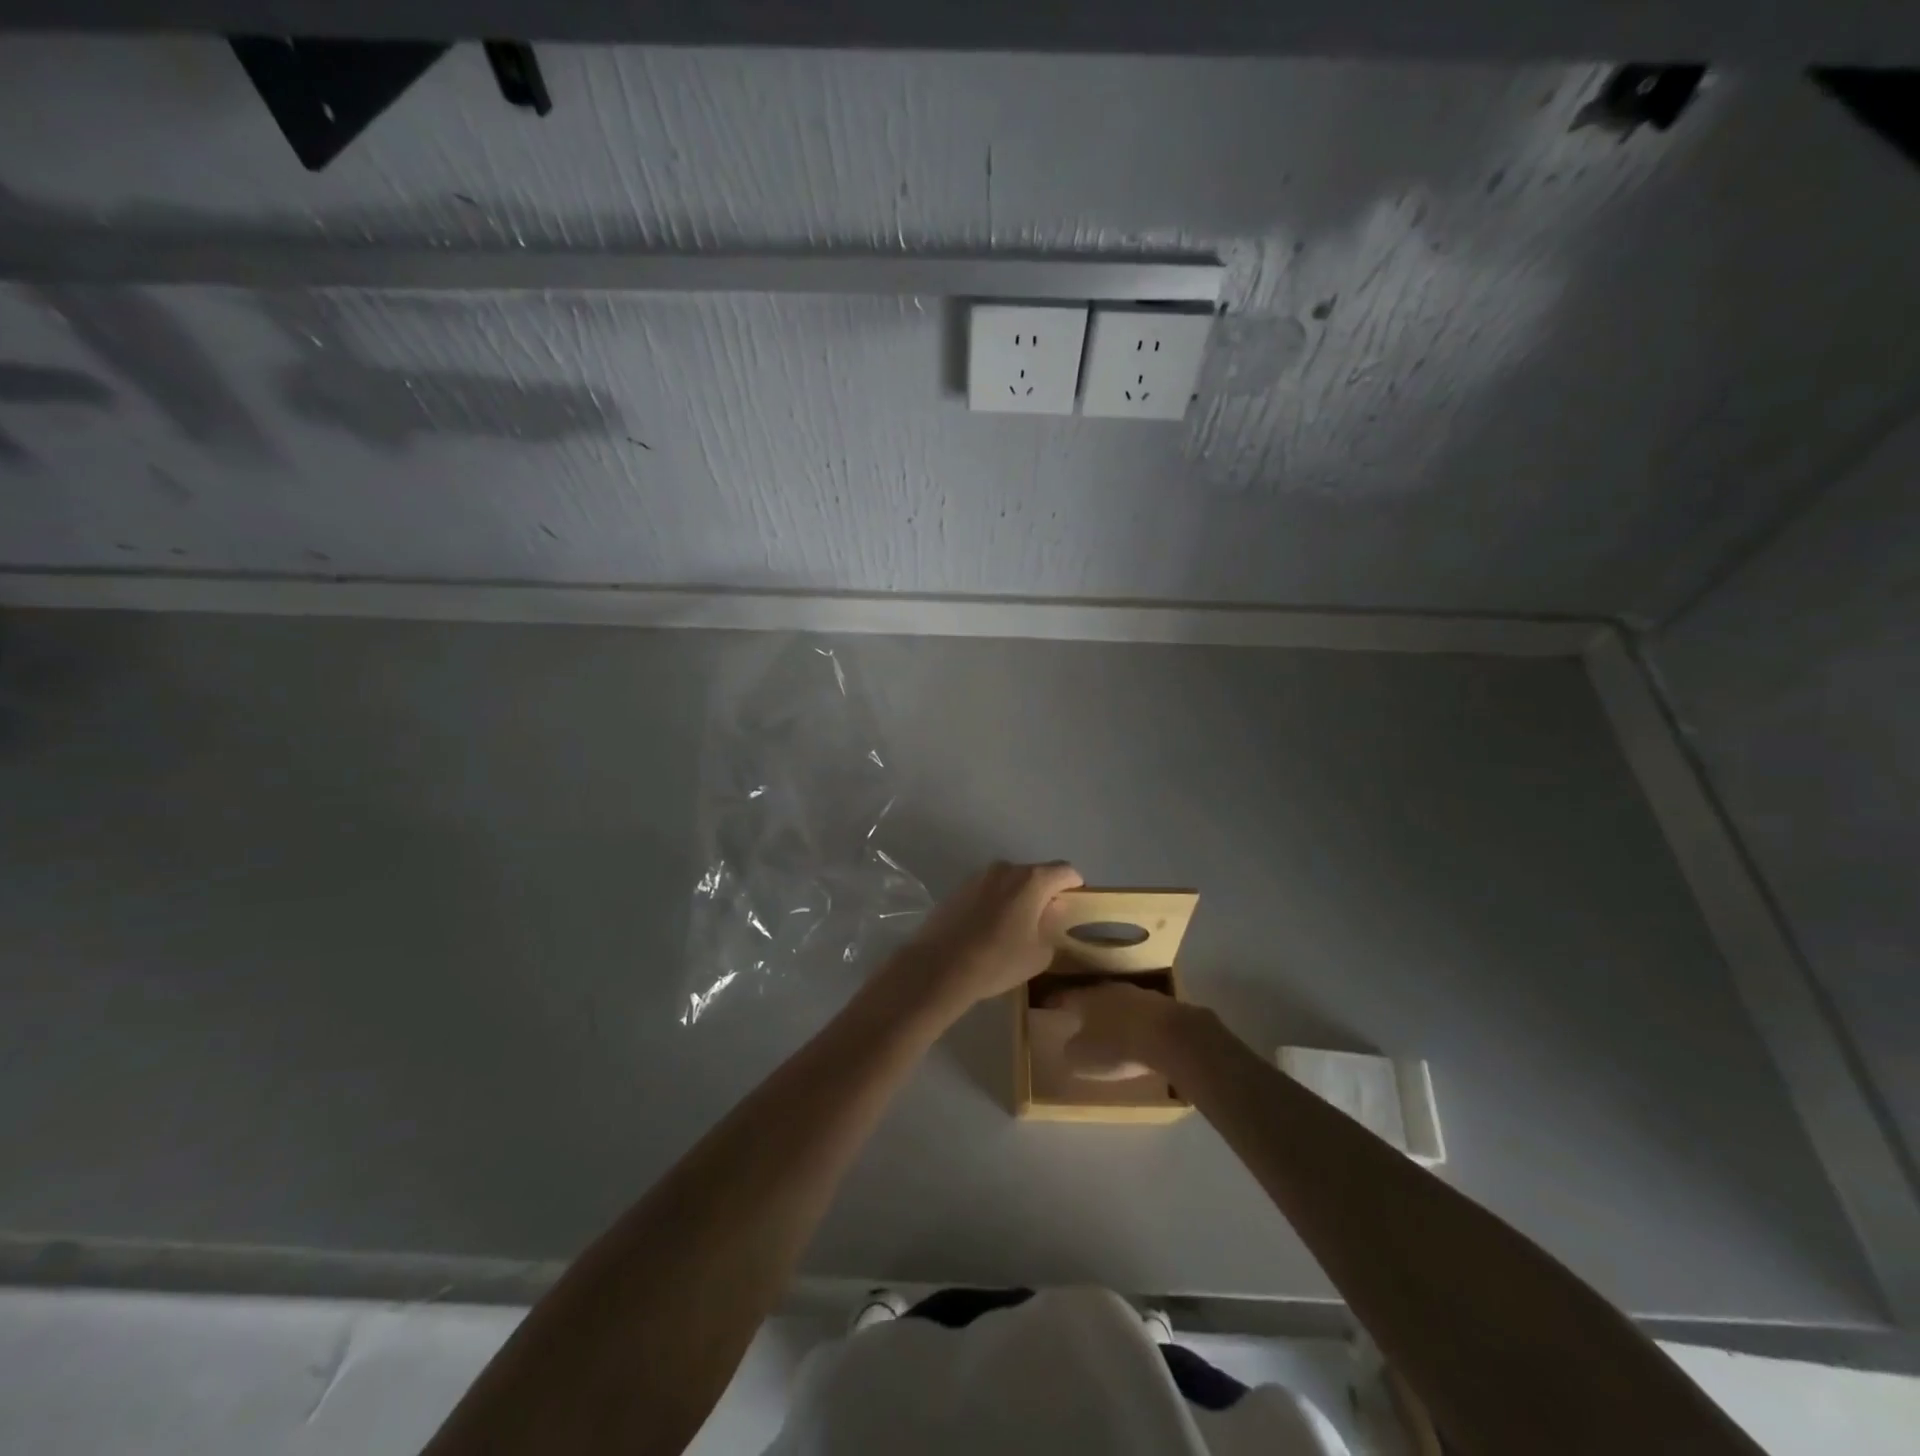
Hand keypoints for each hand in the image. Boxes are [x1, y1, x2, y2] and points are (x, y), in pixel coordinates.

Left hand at [883, 860, 1083, 1020]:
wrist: (939, 966)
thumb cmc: (998, 960)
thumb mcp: (1039, 953)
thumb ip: (1052, 926)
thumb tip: (1050, 911)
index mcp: (1031, 880)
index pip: (1065, 871)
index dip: (1074, 887)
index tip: (1073, 907)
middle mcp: (1006, 868)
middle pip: (1035, 874)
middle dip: (1043, 893)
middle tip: (1044, 923)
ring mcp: (978, 876)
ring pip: (1009, 882)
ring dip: (1017, 898)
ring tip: (1013, 929)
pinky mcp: (958, 888)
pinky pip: (987, 890)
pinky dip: (994, 903)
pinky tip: (987, 930)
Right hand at [1050, 980, 1196, 1075]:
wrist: (1171, 1038)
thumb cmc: (1119, 1046)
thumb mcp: (1084, 1058)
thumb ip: (1072, 1052)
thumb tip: (1070, 1047)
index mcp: (1087, 997)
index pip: (1065, 996)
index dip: (1055, 1002)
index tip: (1048, 1006)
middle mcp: (1111, 989)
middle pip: (1094, 996)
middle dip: (1087, 1007)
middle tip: (1080, 1018)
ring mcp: (1140, 995)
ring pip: (1120, 1003)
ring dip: (1115, 1014)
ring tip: (1111, 1028)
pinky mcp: (1164, 1007)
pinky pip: (1142, 1014)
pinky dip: (1136, 1023)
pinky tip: (1138, 1037)